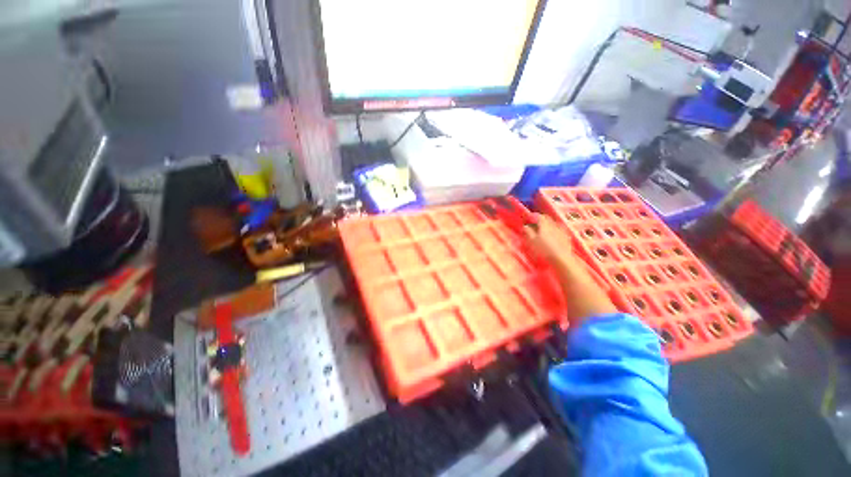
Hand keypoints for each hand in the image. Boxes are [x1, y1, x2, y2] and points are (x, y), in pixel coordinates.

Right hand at [523, 214, 574, 265]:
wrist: (561, 259)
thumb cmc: (543, 250)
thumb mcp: (531, 241)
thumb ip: (528, 232)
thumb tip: (525, 226)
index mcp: (544, 224)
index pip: (538, 216)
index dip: (533, 216)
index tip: (528, 217)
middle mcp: (554, 225)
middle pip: (547, 219)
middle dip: (540, 219)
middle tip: (534, 223)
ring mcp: (561, 231)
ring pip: (553, 224)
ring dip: (548, 224)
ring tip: (543, 229)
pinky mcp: (566, 237)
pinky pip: (559, 230)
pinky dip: (554, 230)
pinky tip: (552, 236)